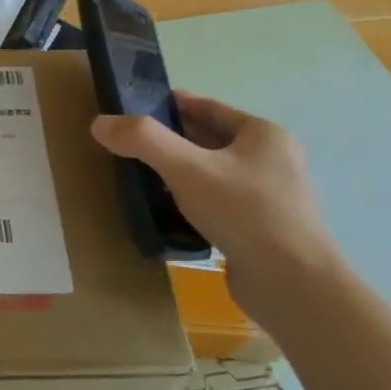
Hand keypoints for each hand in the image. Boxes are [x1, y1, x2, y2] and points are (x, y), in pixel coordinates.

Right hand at [90, 93, 341, 313]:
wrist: (291, 285)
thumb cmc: (244, 213)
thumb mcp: (186, 168)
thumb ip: (142, 140)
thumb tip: (99, 123)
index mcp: (263, 135)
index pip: (208, 107)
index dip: (170, 104)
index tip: (134, 108)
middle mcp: (271, 160)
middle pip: (209, 139)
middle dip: (171, 139)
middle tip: (130, 144)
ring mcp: (269, 196)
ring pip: (212, 172)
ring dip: (180, 171)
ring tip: (141, 176)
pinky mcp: (260, 228)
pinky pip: (217, 201)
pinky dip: (191, 199)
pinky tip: (167, 210)